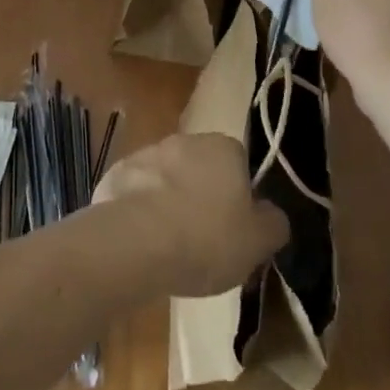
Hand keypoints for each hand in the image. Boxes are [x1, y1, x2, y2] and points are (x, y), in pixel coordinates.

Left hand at [94, 133, 288, 295]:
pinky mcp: (116, 174)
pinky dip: (140, 214)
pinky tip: (141, 245)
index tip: (236, 230)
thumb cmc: (205, 238)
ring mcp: (147, 154)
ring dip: (170, 204)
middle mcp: (186, 140)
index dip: (239, 198)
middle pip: (202, 169)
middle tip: (204, 242)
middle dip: (203, 198)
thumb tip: (273, 215)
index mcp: (224, 147)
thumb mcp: (258, 242)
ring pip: (167, 180)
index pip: (240, 164)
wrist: (135, 242)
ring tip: (170, 249)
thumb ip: (273, 224)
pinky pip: (136, 195)